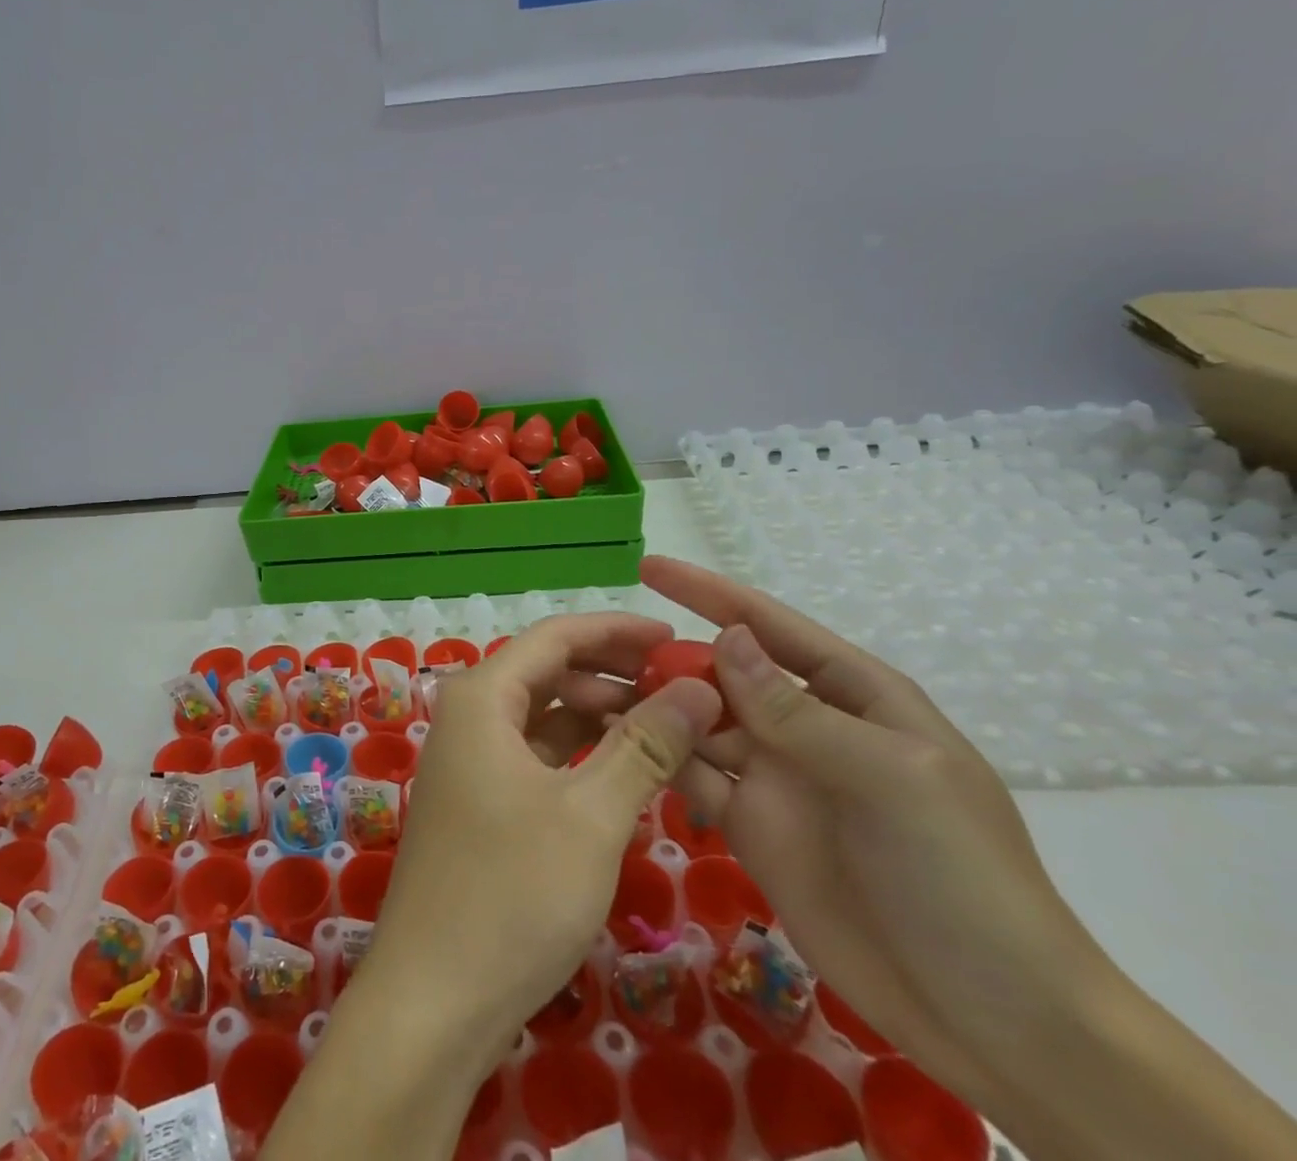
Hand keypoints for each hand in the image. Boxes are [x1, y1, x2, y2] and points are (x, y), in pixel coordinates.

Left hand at [365, 613, 721, 1079]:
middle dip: (615, 675)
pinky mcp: (481, 799)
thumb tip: (698, 688)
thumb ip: (645, 746)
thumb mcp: (591, 815)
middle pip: (550, 672)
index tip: (678, 638)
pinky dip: (581, 755)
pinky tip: (628, 770)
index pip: (557, 637)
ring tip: (671, 729)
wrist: (434, 997)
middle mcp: (469, 714)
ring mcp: (471, 759)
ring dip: (601, 717)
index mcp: (481, 696)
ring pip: (545, 716)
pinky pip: (537, 755)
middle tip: (686, 689)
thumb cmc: (512, 893)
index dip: (618, 631)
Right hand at [642, 556, 1109, 1106]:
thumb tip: (724, 637)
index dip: (709, 593)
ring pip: (699, 723)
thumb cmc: (960, 878)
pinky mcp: (750, 827)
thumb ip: (797, 711)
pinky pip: (694, 777)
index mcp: (854, 698)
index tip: (648, 566)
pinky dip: (659, 757)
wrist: (995, 1022)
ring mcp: (776, 778)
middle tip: (602, 649)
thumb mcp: (889, 779)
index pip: (771, 628)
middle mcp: (806, 728)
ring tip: (594, 692)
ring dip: (654, 705)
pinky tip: (619, 746)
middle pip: (722, 674)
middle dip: (668, 655)